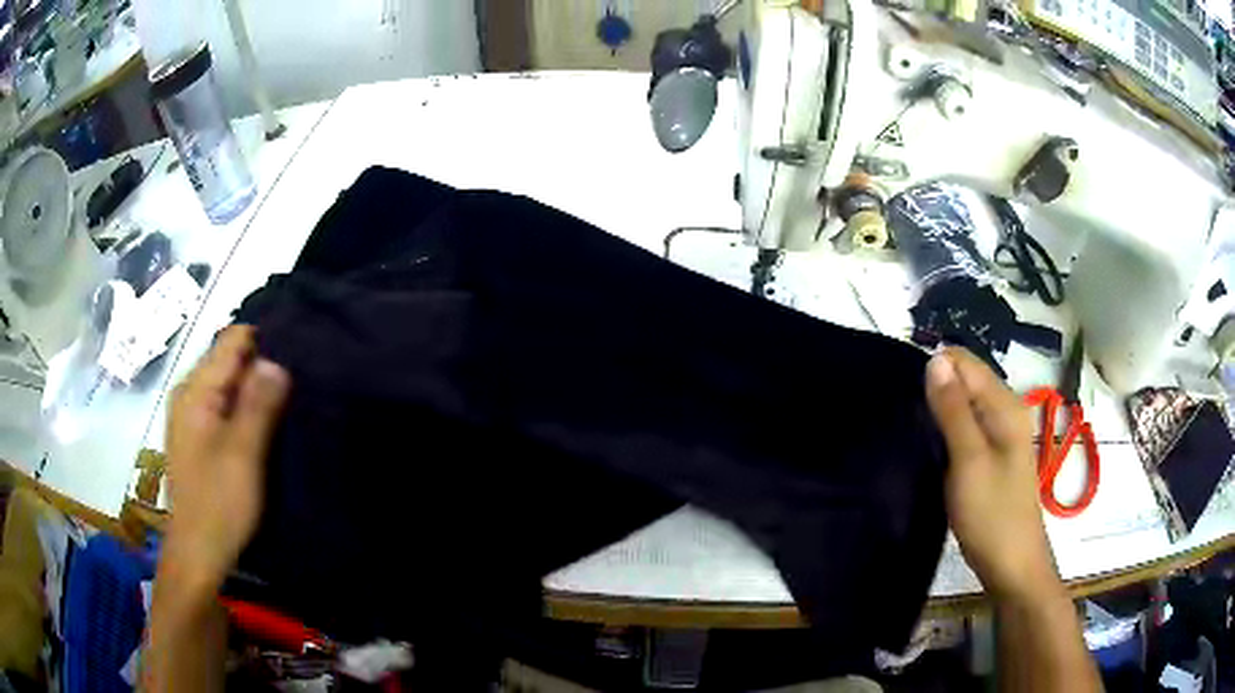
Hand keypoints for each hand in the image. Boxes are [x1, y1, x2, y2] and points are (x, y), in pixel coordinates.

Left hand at [162, 325, 290, 593]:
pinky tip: (264, 424)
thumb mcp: (243, 454)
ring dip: (254, 390)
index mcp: (195, 390)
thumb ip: (258, 404)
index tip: (296, 355)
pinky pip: (223, 405)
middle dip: (260, 366)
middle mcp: (189, 393)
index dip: (264, 342)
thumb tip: (276, 359)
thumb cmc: (218, 504)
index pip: (232, 340)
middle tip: (296, 384)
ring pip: (227, 384)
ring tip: (287, 403)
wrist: (197, 553)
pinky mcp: (197, 436)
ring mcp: (190, 415)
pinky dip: (244, 408)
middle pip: (229, 360)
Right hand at [924, 347, 1059, 600]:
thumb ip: (953, 409)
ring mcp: (1001, 435)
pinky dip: (947, 432)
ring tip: (913, 434)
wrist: (1012, 566)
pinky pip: (966, 428)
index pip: (964, 362)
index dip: (934, 370)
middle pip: (965, 381)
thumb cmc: (992, 515)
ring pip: (964, 406)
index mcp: (1004, 405)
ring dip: (939, 412)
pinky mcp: (992, 457)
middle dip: (936, 389)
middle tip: (908, 421)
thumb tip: (934, 359)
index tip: (908, 397)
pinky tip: (931, 450)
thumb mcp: (969, 460)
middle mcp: (1005, 411)